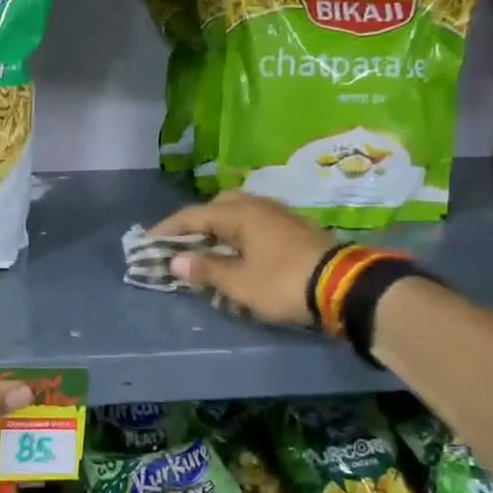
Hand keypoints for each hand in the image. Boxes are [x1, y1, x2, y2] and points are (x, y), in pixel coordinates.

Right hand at [150, 191, 336, 326]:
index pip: (192, 215)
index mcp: (239, 214)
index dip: (167, 229)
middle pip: (218, 206)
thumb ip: (205, 269)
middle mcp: (258, 206)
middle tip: (182, 243)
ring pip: (239, 213)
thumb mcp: (238, 282)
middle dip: (196, 222)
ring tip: (208, 248)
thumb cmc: (283, 282)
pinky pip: (255, 223)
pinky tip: (239, 252)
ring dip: (219, 227)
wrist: (344, 286)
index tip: (147, 241)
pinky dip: (238, 234)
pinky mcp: (294, 228)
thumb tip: (176, 261)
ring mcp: (279, 215)